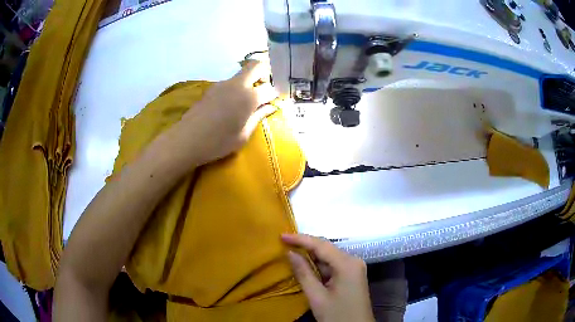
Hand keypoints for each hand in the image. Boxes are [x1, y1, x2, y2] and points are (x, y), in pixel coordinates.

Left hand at [173, 60, 277, 165]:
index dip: (275, 94)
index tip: (276, 101)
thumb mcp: (243, 135)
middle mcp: (237, 84)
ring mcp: (222, 84)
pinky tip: (233, 104)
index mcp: (249, 97)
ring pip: (242, 74)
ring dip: (250, 81)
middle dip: (266, 73)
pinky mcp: (212, 88)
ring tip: (249, 101)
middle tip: (266, 89)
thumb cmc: (218, 142)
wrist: (186, 140)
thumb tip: (270, 107)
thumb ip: (258, 117)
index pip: (269, 88)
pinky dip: (238, 88)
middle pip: (256, 66)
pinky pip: (231, 83)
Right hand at [282, 234, 374, 321]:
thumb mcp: (317, 297)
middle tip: (283, 242)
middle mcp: (353, 261)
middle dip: (305, 245)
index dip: (300, 239)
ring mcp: (354, 268)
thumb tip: (290, 253)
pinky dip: (318, 265)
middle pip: (326, 249)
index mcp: (347, 264)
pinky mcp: (352, 276)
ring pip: (329, 257)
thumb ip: (304, 273)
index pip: (321, 245)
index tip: (281, 235)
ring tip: (290, 250)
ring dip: (311, 256)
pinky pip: (333, 265)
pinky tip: (305, 265)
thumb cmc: (337, 315)